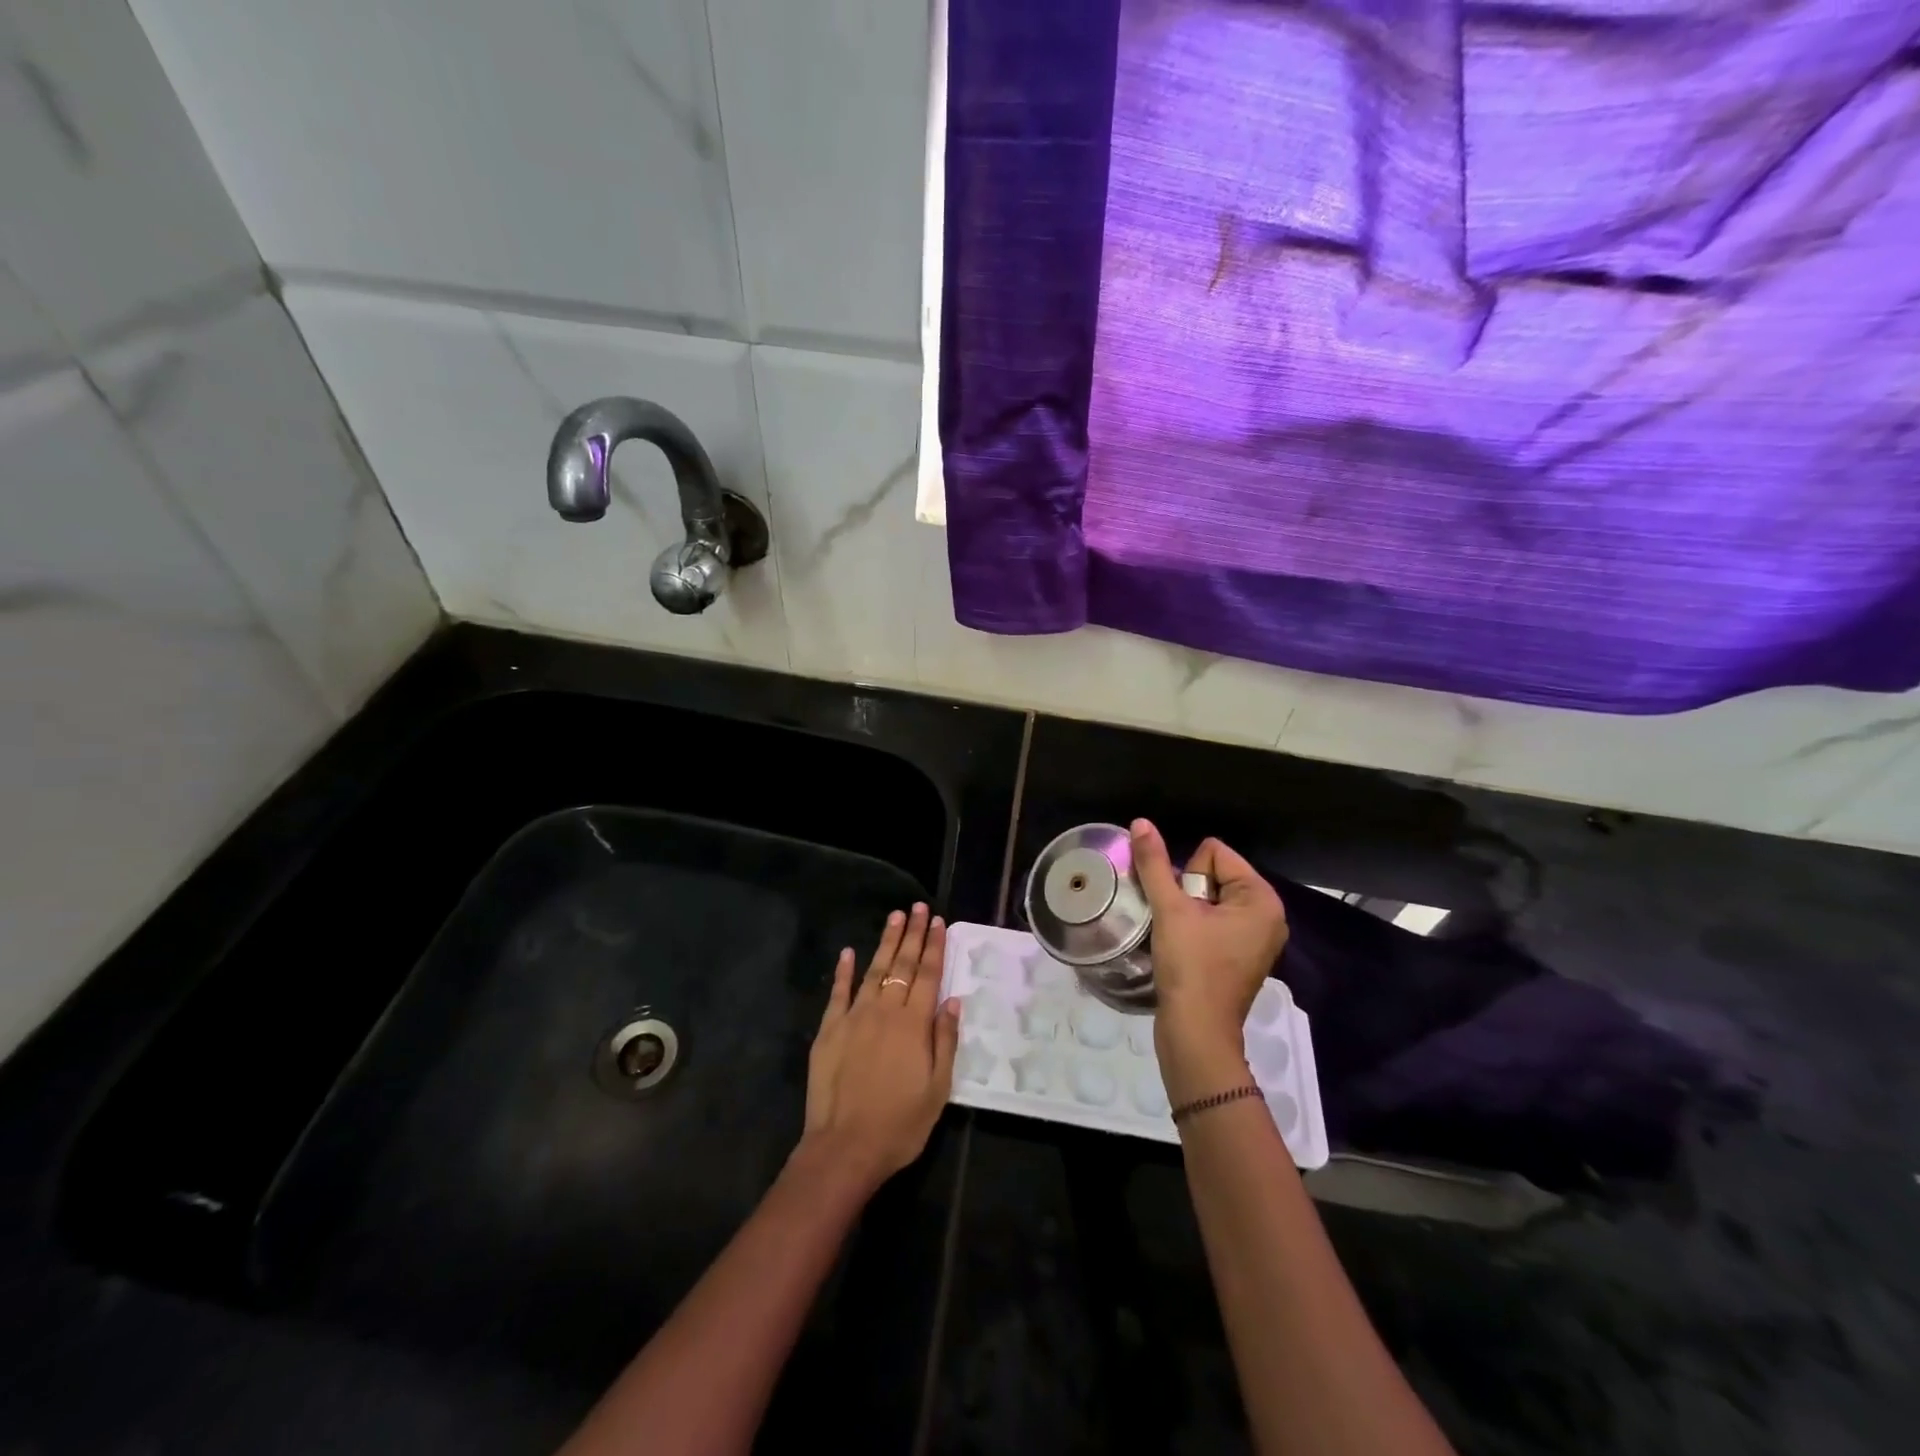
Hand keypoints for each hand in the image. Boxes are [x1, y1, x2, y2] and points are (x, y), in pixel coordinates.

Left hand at [797, 903, 960, 1194]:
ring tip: (895, 917)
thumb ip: (945, 1041)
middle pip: (902, 964)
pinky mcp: (829, 1030)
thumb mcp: (938, 1089)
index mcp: (914, 1024)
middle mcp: (885, 1011)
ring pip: (873, 970)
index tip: (938, 922)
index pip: (928, 975)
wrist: (844, 1147)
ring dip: (885, 942)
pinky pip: (838, 993)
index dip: (934, 947)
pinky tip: (848, 952)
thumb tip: (953, 1000)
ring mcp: (854, 1017)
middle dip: (912, 934)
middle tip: (918, 907)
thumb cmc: (900, 1124)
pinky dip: (843, 971)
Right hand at [1130, 820, 1288, 1102]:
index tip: (1185, 910)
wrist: (1196, 1033)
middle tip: (1182, 926)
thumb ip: (1154, 863)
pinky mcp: (1242, 956)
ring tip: (1180, 938)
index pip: (1214, 853)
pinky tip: (1185, 949)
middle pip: (1213, 874)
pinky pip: (1214, 921)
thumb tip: (1141, 822)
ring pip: (1209, 899)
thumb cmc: (1190, 967)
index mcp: (1262, 898)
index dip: (1188, 876)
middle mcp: (1268, 914)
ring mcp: (1257, 938)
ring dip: (1187, 911)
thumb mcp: (1170, 909)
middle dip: (1188, 894)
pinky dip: (1195, 929)